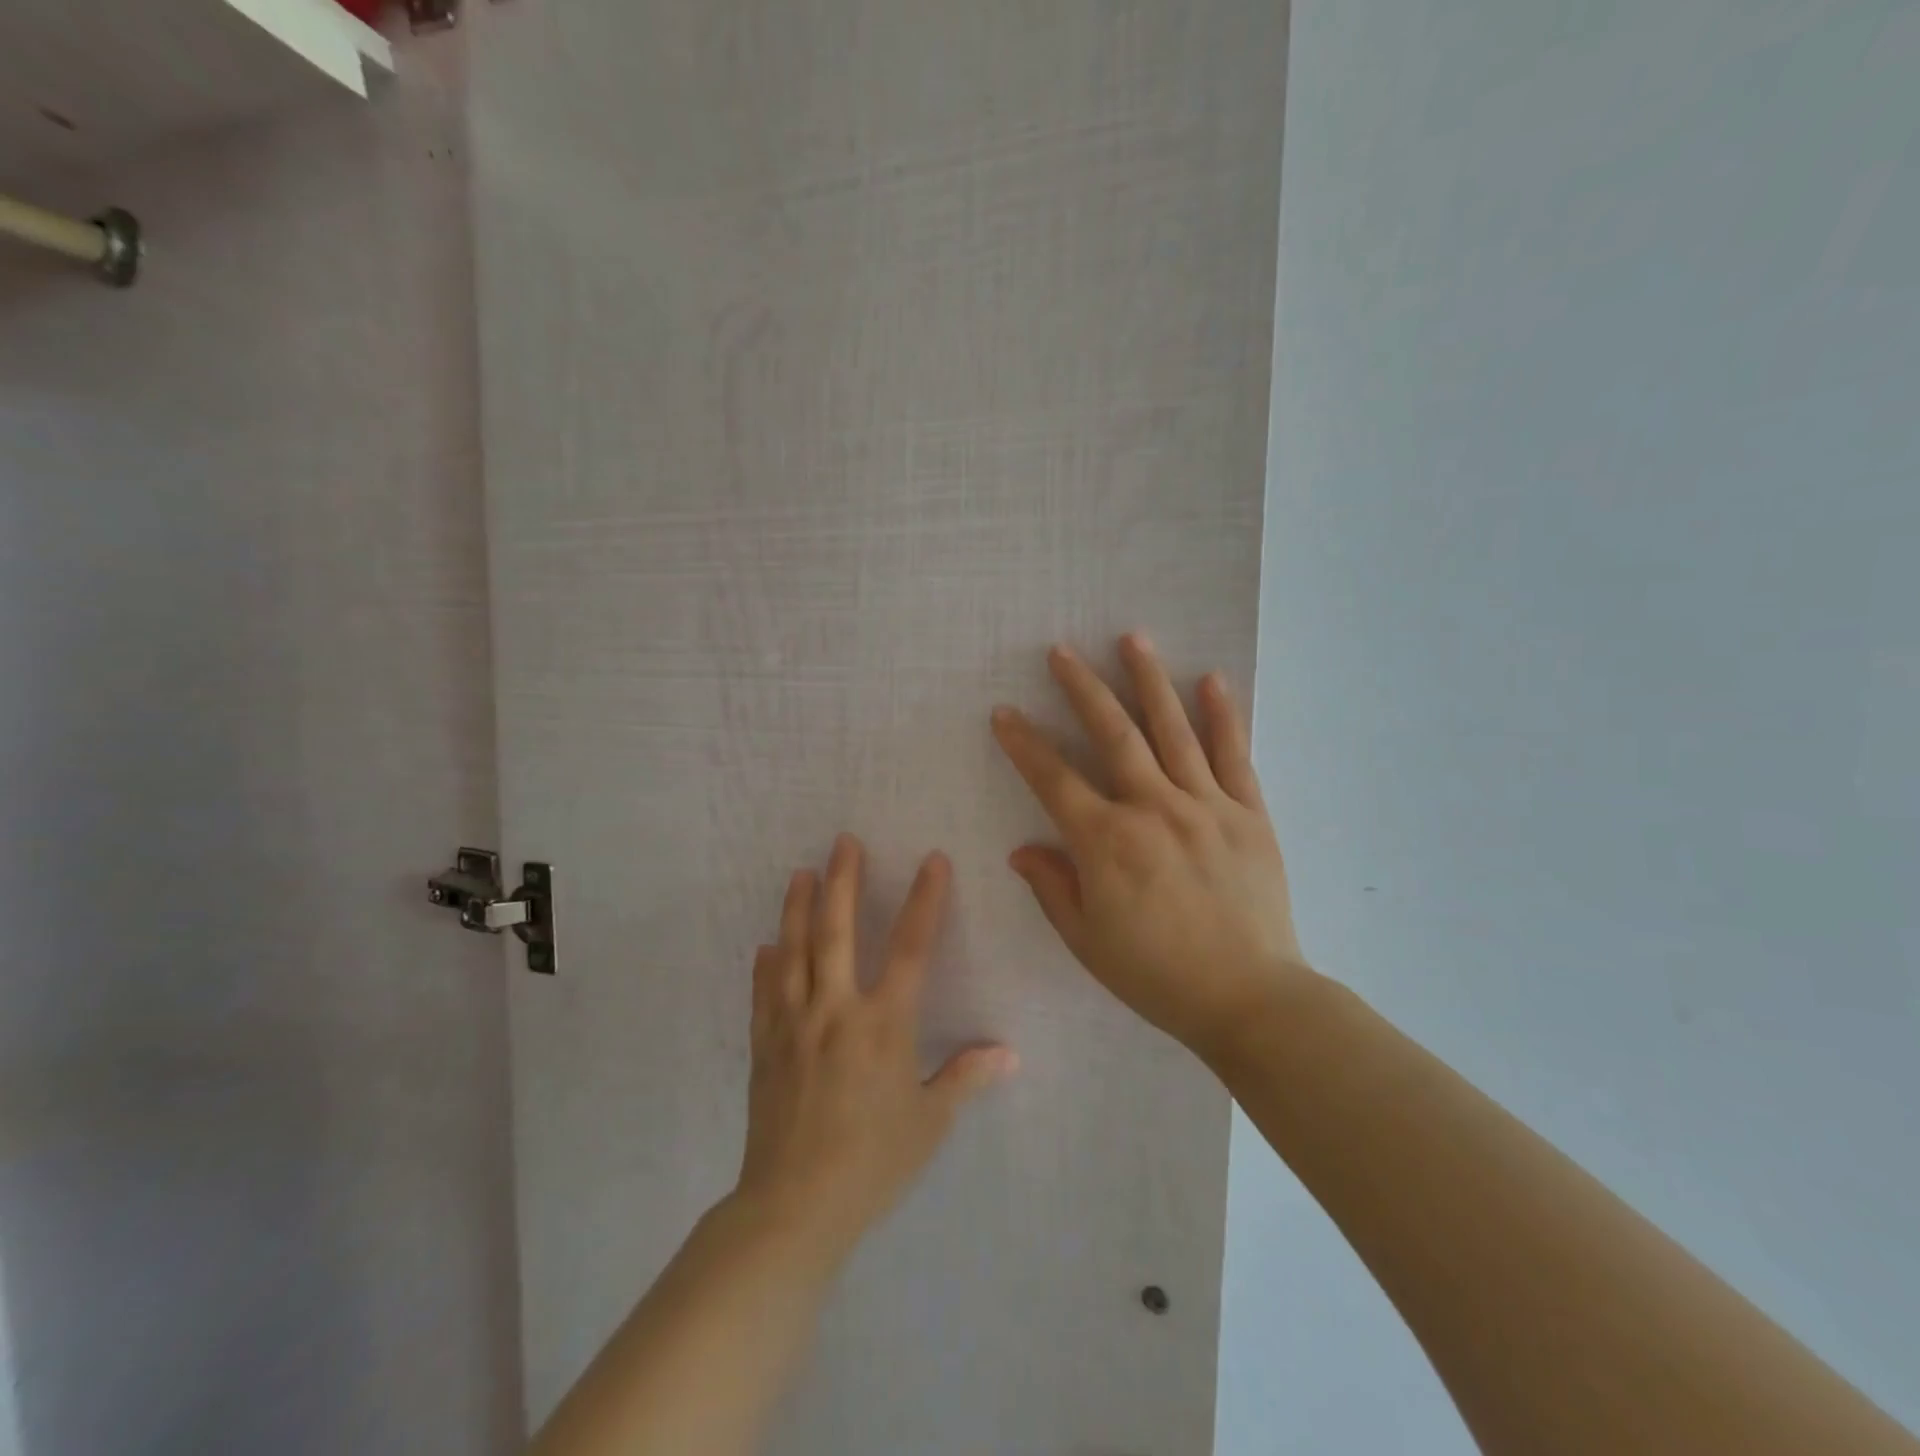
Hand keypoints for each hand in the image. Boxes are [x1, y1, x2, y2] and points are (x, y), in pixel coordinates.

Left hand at [735, 835, 1017, 1259]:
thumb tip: (1008, 1054)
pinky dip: (766, 965)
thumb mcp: (929, 1123)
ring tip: (800, 873)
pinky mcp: (765, 1047)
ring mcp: (794, 1025)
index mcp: (883, 1024)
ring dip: (798, 908)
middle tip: (842, 842)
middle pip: (837, 932)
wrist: (795, 1207)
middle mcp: (836, 1011)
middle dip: (842, 881)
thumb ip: (965, 1078)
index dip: (924, 900)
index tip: (932, 860)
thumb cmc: (872, 1162)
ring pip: (794, 952)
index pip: (910, 948)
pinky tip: (766, 946)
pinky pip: (764, 994)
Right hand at [990, 634, 1318, 1059]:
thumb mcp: (1087, 941)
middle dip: (1082, 688)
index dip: (1025, 744)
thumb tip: (1023, 849)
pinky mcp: (1249, 814)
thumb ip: (1053, 887)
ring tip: (1132, 638)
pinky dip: (1222, 716)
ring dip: (1148, 680)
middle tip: (1062, 651)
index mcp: (1107, 842)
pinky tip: (1210, 680)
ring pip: (1172, 730)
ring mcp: (1206, 805)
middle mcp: (1153, 809)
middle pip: (1113, 734)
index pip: (1054, 779)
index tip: (1005, 713)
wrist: (1250, 1000)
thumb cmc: (1157, 975)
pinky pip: (1233, 755)